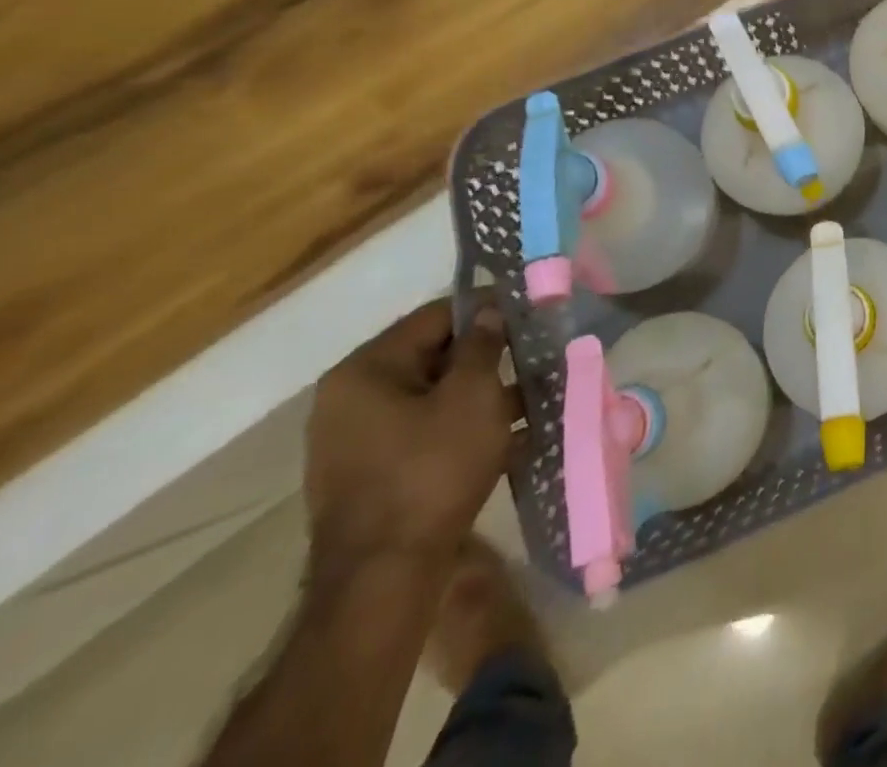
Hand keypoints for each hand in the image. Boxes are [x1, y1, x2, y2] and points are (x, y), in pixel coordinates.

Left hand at [304, 301, 517, 568]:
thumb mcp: (472, 396)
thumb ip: (483, 345)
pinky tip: (513, 434)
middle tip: (536, 354)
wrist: (385, 578)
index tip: (529, 311)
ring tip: (535, 396)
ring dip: (482, 394)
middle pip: (432, 356)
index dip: (486, 308)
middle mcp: (350, 399)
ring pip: (434, 397)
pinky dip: (465, 426)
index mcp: (365, 371)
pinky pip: (426, 431)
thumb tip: (490, 312)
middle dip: (488, 355)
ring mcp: (356, 440)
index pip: (435, 316)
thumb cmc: (431, 470)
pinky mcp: (372, 474)